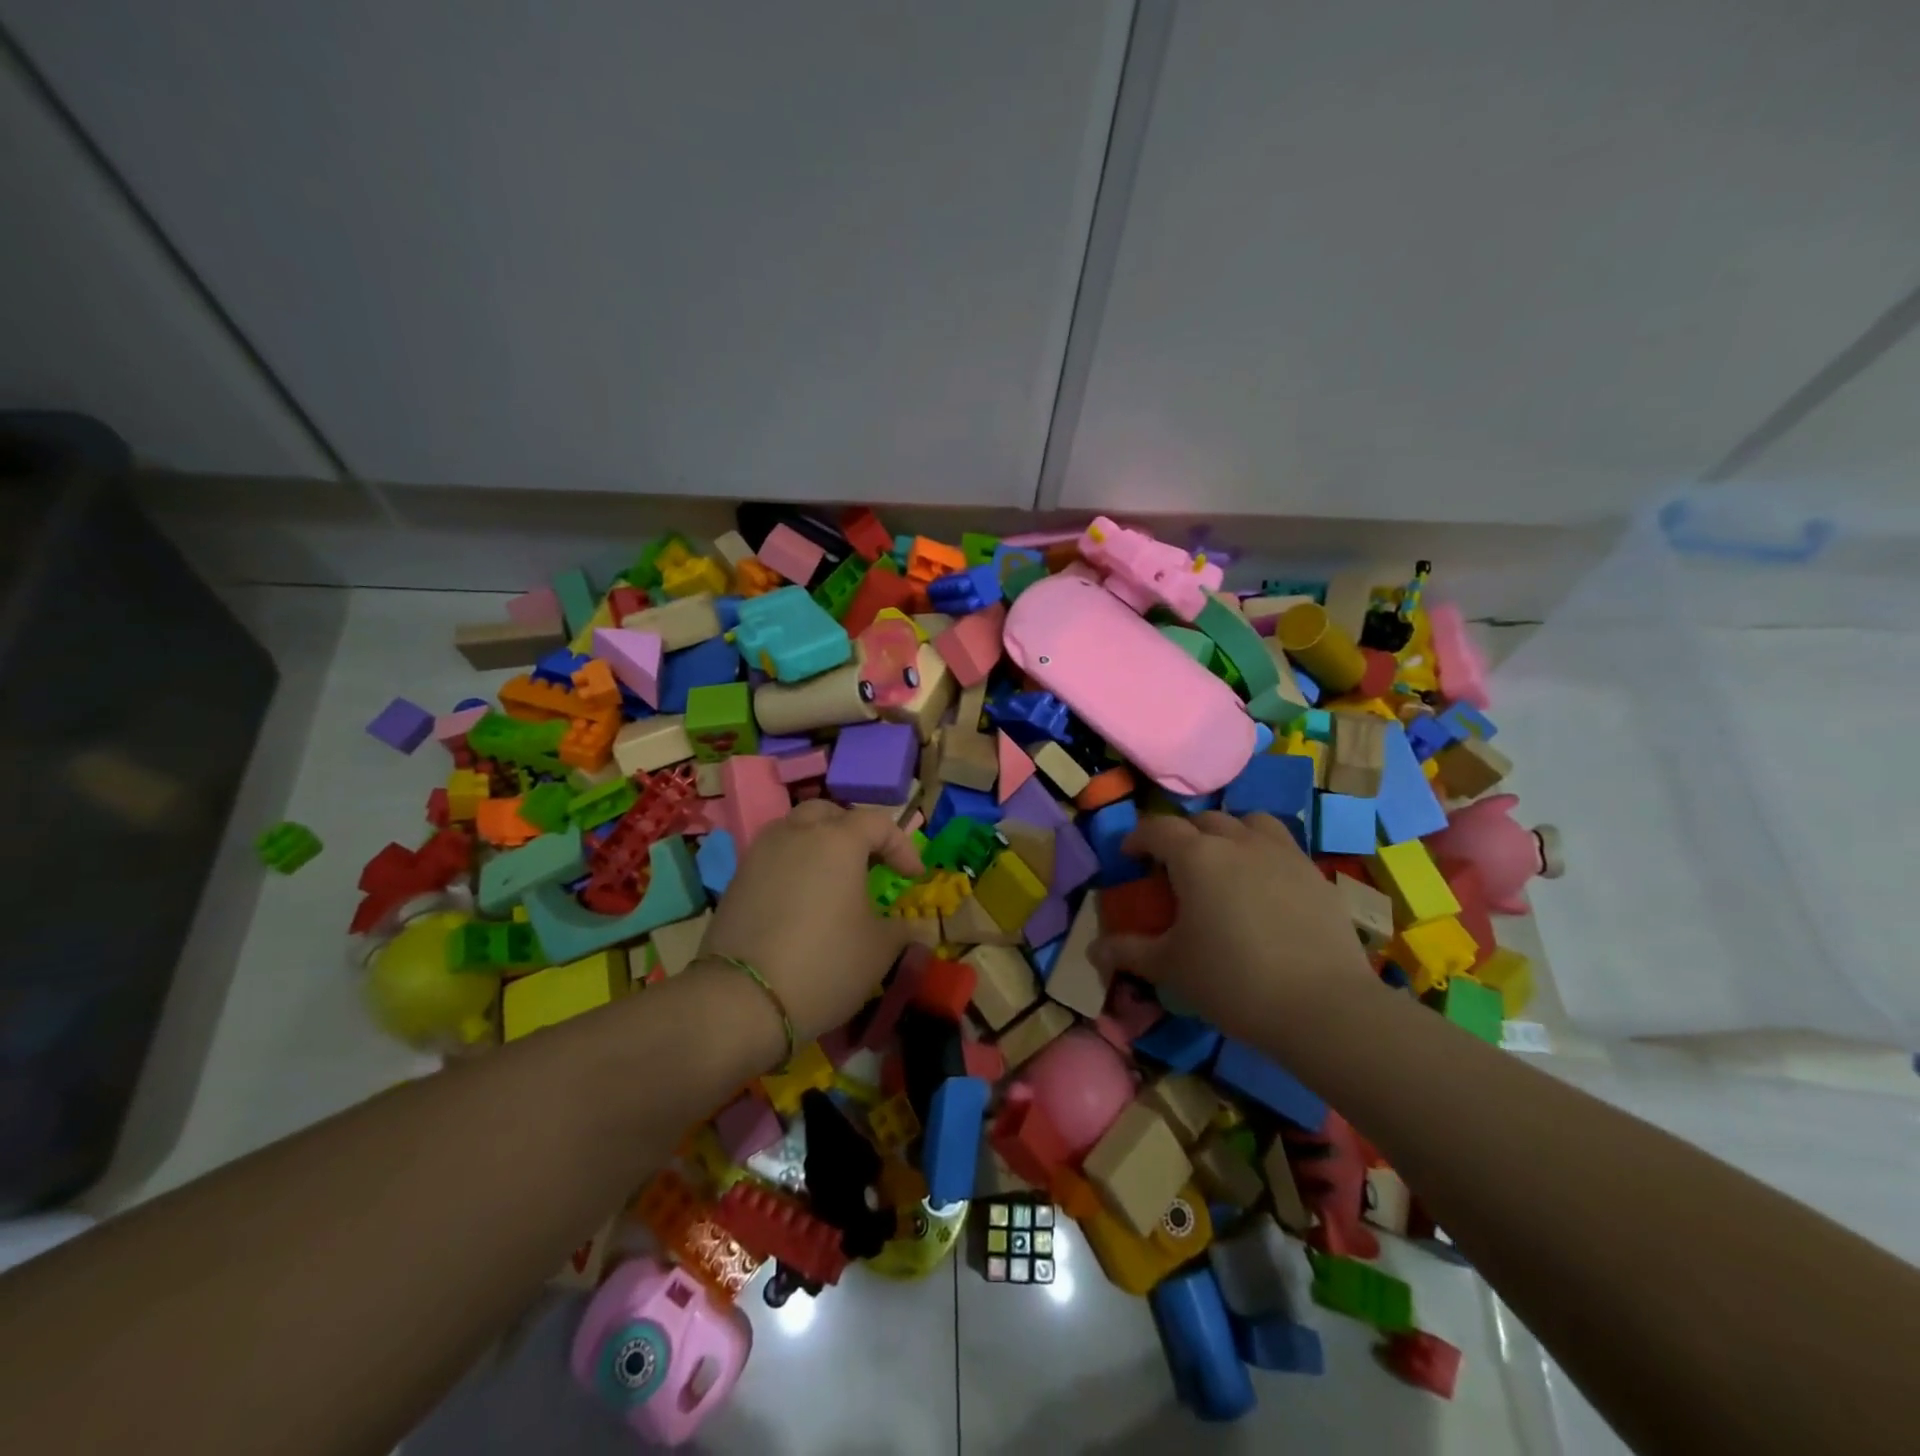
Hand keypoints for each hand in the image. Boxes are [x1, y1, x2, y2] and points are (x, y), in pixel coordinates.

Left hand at [695, 800, 923, 1042]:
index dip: (902, 846)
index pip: (877, 823)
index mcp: (838, 840)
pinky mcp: (736, 879)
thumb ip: (903, 930)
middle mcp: (797, 834)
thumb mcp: (880, 950)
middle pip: (829, 814)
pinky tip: (800, 901)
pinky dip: (792, 866)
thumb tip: (917, 928)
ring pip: (795, 830)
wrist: (741, 1000)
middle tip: (869, 862)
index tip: (913, 877)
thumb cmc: (825, 964)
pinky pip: (773, 857)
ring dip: (818, 844)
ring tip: (832, 878)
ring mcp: (760, 854)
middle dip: (853, 832)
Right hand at [1090, 811, 1376, 1042]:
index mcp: (1196, 856)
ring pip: (1249, 822)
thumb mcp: (1170, 968)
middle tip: (1174, 867)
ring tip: (1225, 864)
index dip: (1138, 838)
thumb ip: (1128, 952)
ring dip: (1229, 834)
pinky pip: (1282, 847)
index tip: (1129, 857)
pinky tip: (1264, 890)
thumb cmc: (1233, 981)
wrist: (1324, 1008)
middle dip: (1183, 836)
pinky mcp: (1315, 874)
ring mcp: (1283, 853)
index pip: (1158, 828)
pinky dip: (1263, 855)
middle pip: (1203, 820)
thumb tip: (1093, 950)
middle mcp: (1238, 841)